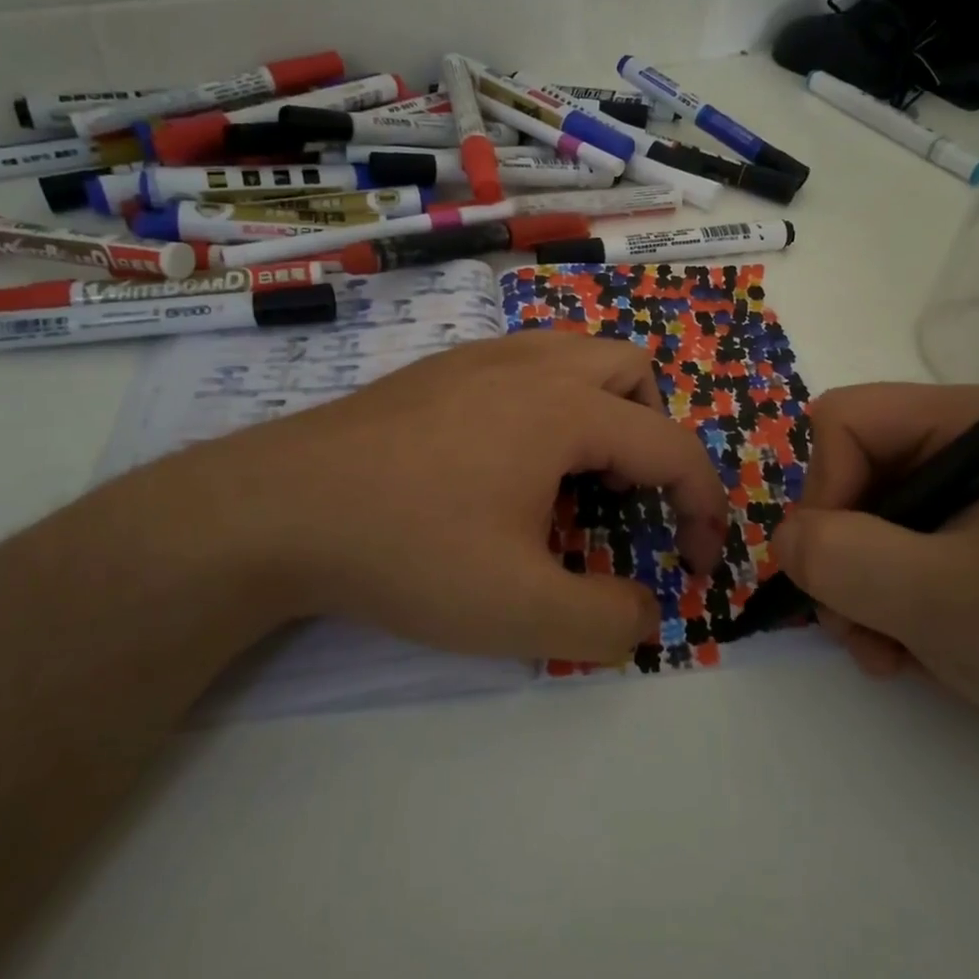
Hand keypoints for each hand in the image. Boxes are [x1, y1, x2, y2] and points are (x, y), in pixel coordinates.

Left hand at [147, 333, 729, 663]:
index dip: (704, 506)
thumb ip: (608, 622)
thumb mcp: (521, 612)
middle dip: (653, 435)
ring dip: (602, 410)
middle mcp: (531, 365)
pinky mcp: (437, 370)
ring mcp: (478, 358)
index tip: (697, 562)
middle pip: (633, 372)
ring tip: (572, 476)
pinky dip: (549, 403)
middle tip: (626, 500)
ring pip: (577, 355)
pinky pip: (525, 365)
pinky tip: (504, 461)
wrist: (275, 510)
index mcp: (566, 408)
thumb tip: (644, 614)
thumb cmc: (409, 552)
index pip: (672, 445)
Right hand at [771, 383, 978, 771]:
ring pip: (858, 525)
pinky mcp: (966, 545)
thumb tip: (784, 540)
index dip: (823, 491)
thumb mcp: (943, 598)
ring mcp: (962, 500)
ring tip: (885, 653)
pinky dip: (880, 607)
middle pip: (845, 476)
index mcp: (964, 422)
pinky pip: (888, 558)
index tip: (838, 568)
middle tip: (855, 626)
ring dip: (854, 593)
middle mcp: (957, 448)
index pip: (843, 422)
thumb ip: (845, 558)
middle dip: (838, 557)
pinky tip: (905, 653)